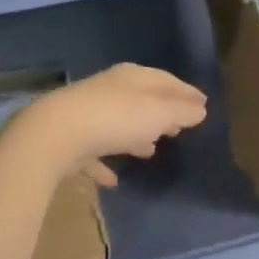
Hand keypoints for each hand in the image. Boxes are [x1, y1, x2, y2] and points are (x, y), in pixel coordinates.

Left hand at [11, 64, 207, 186]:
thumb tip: (200, 109)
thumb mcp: (159, 113)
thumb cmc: (116, 118)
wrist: (55, 135)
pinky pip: (94, 153)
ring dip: (136, 135)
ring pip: (119, 124)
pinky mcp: (71, 142)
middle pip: (142, 100)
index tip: (203, 104)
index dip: (186, 92)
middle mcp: (110, 91)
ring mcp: (87, 115)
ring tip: (153, 150)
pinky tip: (114, 180)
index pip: (166, 80)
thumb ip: (182, 111)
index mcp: (133, 78)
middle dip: (162, 112)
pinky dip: (105, 163)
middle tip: (181, 126)